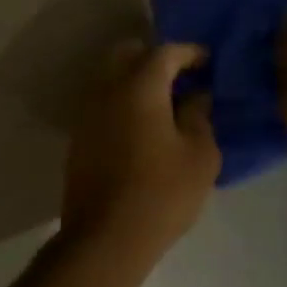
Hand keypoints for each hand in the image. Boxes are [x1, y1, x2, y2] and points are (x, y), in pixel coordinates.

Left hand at [60, 40, 220, 259]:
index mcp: (138, 87)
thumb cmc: (162, 193)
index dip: (189, 52)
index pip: (164, 52)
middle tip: (182, 77)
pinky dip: (122, 101)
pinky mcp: (79, 136)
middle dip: (154, 58)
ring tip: (165, 103)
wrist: (106, 235)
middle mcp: (106, 90)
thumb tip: (195, 96)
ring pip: (110, 77)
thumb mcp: (199, 155)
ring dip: (135, 80)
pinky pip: (102, 102)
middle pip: (127, 54)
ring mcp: (87, 112)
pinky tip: (143, 125)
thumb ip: (199, 116)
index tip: (207, 62)